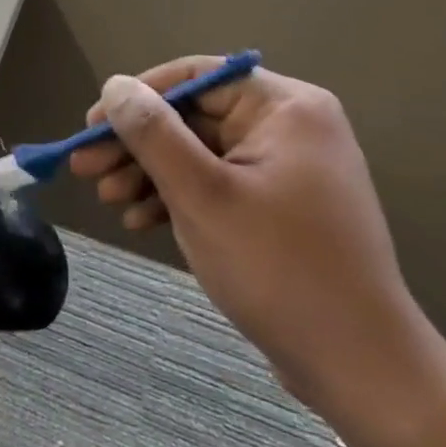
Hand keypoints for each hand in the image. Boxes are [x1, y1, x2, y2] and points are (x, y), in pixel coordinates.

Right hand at [69, 58, 445, 431]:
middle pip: (193, 117)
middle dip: (136, 144)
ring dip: (149, 173)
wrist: (360, 370)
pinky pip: (217, 184)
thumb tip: (114, 86)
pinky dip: (177, 198)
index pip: (196, 77)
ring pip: (199, 153)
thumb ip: (152, 132)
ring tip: (107, 199)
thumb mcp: (201, 194)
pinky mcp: (280, 207)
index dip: (137, 96)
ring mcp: (287, 169)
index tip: (91, 124)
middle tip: (84, 167)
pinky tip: (139, 220)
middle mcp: (290, 127)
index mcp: (285, 108)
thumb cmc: (278, 268)